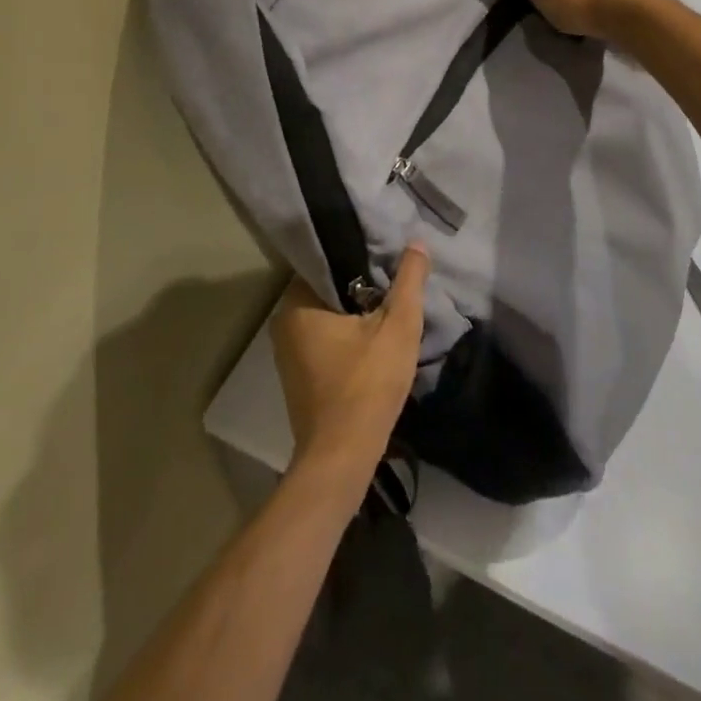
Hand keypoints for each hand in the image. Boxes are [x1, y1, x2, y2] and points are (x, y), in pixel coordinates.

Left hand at [271, 246, 430, 475]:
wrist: (342, 458)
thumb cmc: (367, 385)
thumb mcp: (398, 326)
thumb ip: (409, 280)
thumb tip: (416, 242)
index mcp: (296, 303)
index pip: (328, 260)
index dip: (361, 256)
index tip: (387, 254)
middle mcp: (284, 323)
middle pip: (330, 288)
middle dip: (361, 285)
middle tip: (394, 278)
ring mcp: (289, 353)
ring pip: (329, 315)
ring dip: (356, 312)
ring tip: (390, 303)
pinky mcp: (300, 376)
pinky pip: (326, 339)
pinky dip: (348, 335)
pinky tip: (374, 337)